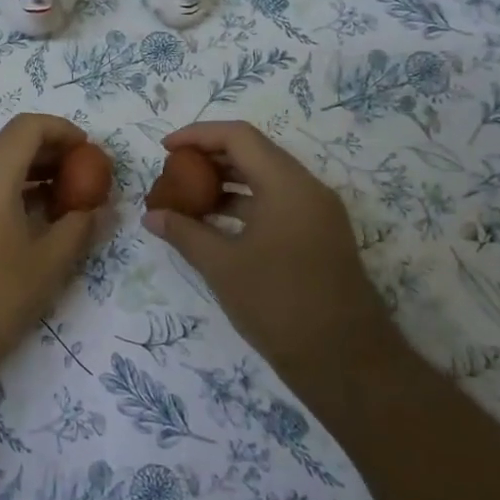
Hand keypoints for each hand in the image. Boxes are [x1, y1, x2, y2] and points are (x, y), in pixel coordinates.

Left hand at [0, 113, 99, 388]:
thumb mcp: (50, 262)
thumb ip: (79, 226)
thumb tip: (98, 208)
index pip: (28, 127)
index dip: (63, 131)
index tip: (89, 152)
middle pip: (9, 143)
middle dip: (49, 153)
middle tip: (82, 176)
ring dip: (28, 172)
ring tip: (63, 200)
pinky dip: (6, 189)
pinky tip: (30, 219)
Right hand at [144, 121, 397, 400]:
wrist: (347, 364)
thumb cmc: (279, 305)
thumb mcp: (222, 267)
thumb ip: (184, 233)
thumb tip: (152, 216)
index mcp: (287, 185)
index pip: (238, 136)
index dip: (198, 135)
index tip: (165, 150)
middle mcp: (307, 189)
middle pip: (254, 152)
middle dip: (210, 157)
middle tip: (173, 172)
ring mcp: (318, 213)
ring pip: (266, 178)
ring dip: (226, 182)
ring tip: (188, 198)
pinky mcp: (320, 236)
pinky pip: (277, 202)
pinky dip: (244, 204)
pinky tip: (215, 224)